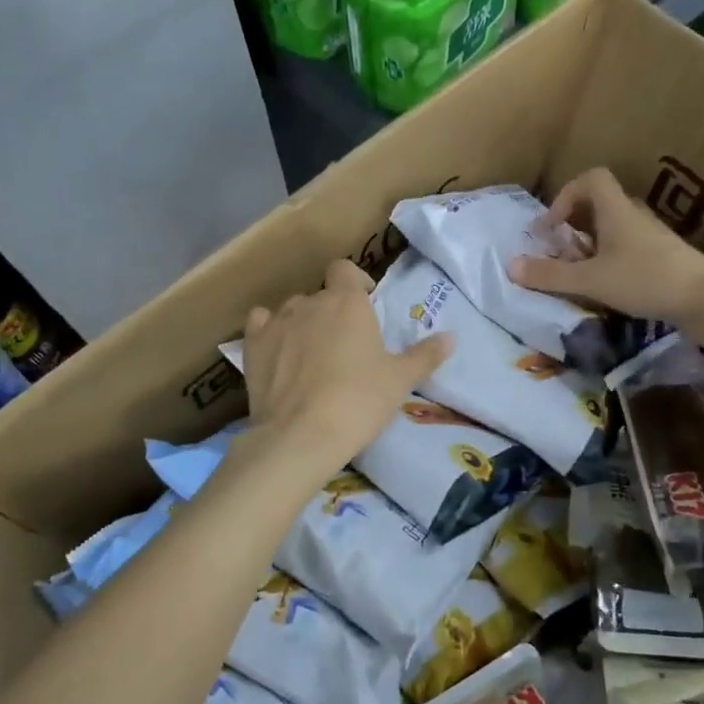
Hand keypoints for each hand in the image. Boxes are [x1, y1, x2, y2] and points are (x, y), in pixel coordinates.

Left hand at [243, 259, 451, 470]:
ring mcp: (277, 322)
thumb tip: (451, 338)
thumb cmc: (359, 401)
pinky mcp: (252, 345)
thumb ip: (424, 355)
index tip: (364, 304)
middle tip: (344, 346)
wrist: (302, 434)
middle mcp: (310, 302)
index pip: (345, 269)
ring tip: (311, 355)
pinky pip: (260, 324)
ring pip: (291, 310)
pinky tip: (277, 353)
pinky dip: (269, 332)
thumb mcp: (399, 380)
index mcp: (347, 302)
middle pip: (321, 295)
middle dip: (331, 312)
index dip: (354, 282)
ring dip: (302, 323)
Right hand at [509, 168, 703, 324]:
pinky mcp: (663, 256)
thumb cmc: (644, 279)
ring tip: (580, 274)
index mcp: (616, 210)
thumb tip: (510, 266)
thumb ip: (550, 274)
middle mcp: (634, 216)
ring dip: (591, 246)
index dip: (565, 195)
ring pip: (613, 229)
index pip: (591, 179)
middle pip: (599, 205)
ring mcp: (651, 236)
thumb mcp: (590, 280)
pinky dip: (610, 259)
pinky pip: (628, 247)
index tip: (552, 226)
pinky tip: (608, 286)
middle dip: (574, 226)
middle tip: (561, 253)